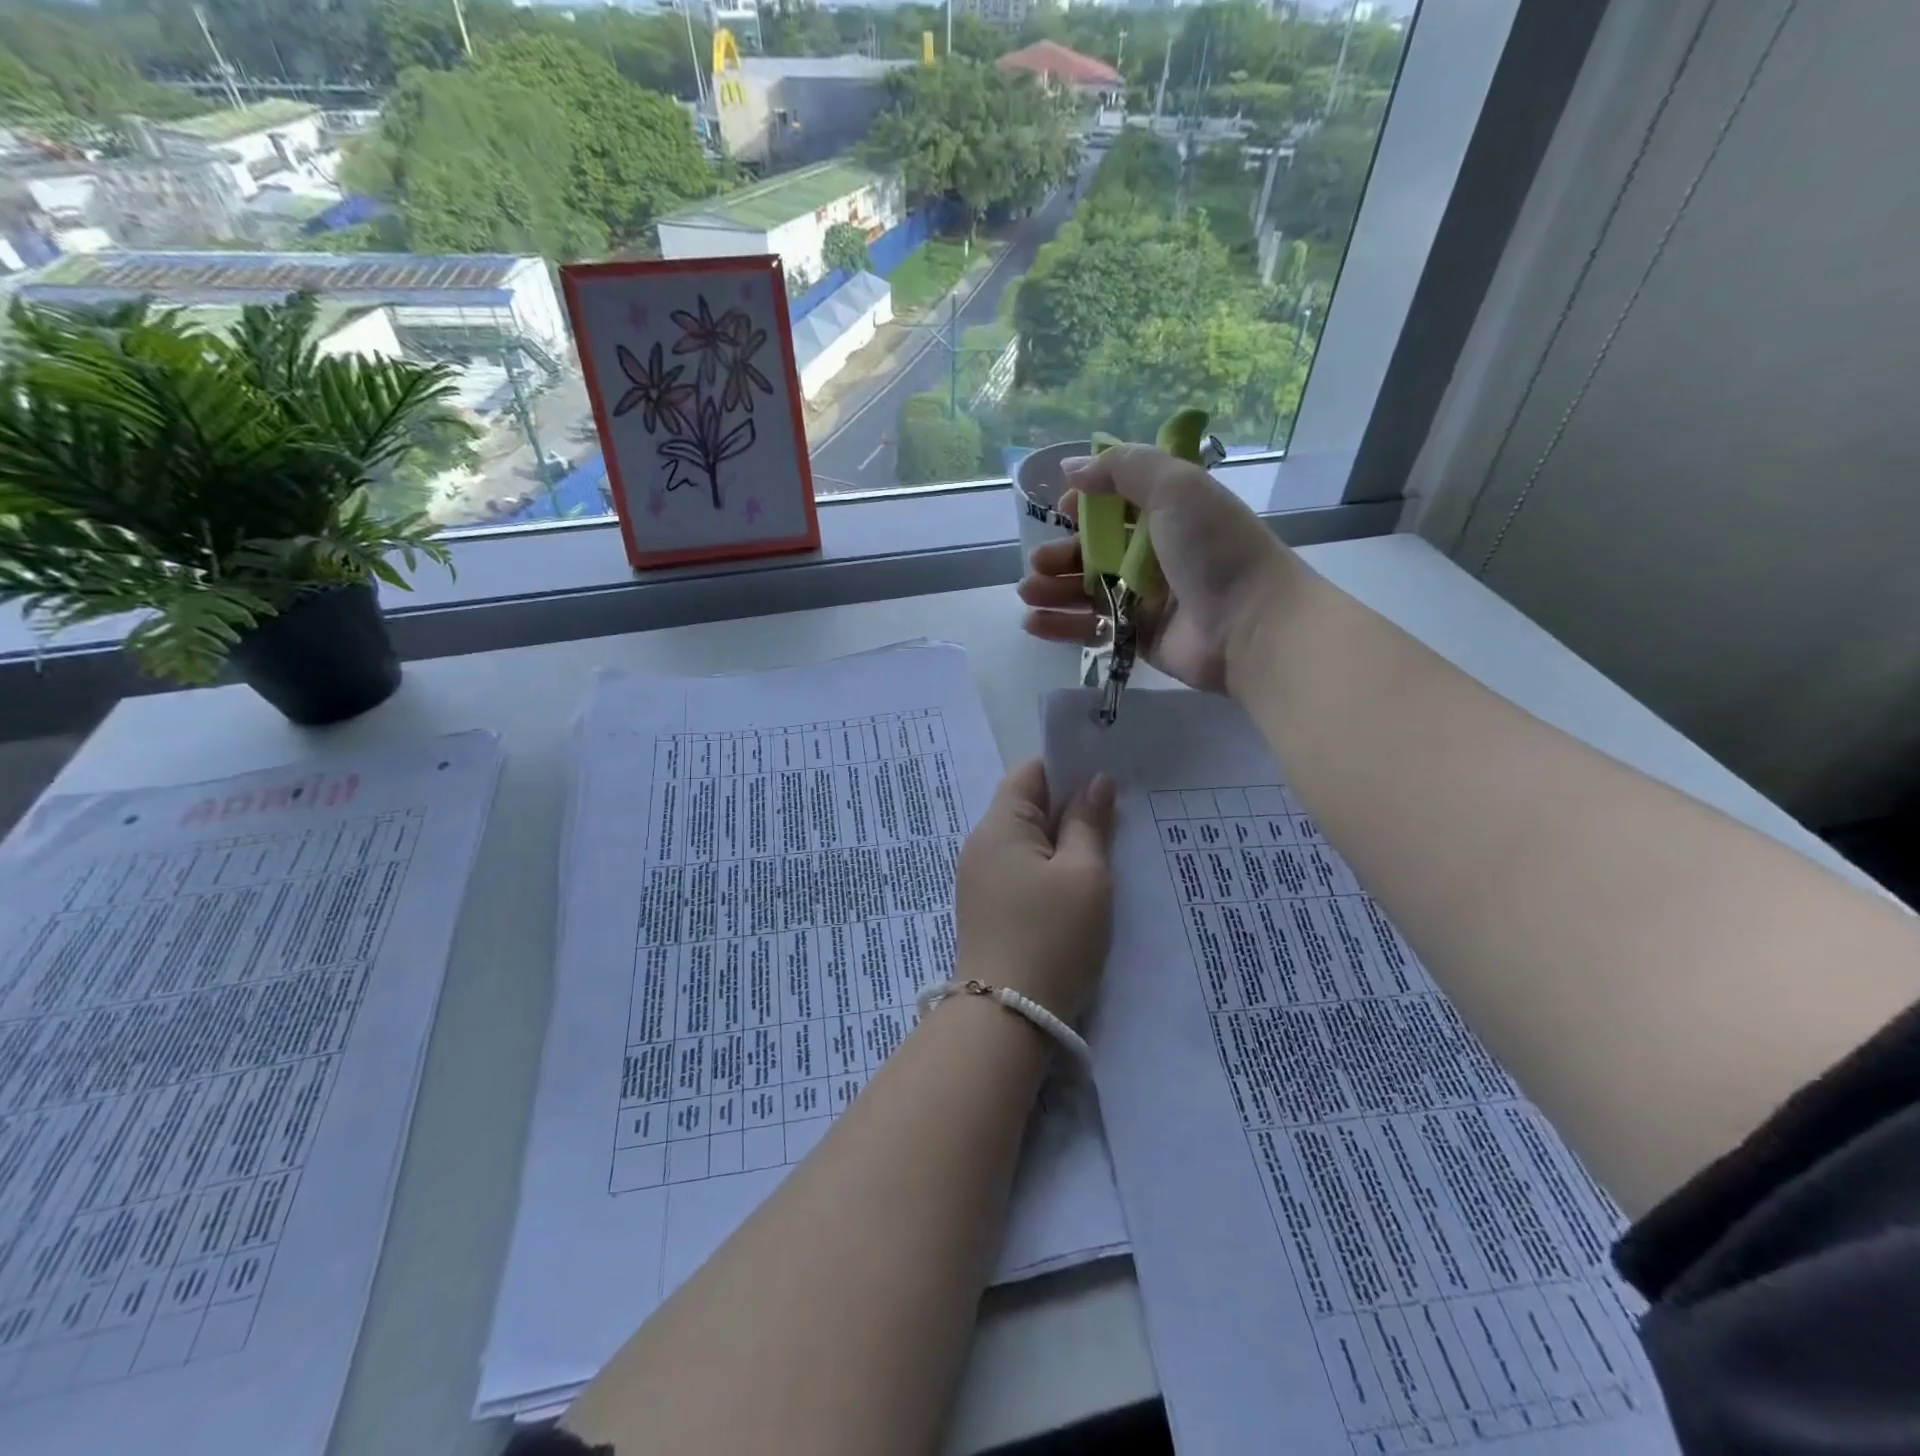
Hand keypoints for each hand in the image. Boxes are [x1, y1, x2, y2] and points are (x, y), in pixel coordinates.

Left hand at [955, 761, 1114, 1020]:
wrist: (1006, 1017)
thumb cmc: (1051, 936)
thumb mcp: (1084, 874)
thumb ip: (1089, 823)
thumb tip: (1096, 782)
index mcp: (1000, 825)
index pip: (1030, 773)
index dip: (1068, 770)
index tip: (1108, 781)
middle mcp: (982, 844)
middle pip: (1027, 805)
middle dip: (1070, 807)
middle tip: (1117, 816)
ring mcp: (980, 878)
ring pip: (1027, 841)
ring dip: (1062, 841)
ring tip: (1105, 850)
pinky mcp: (987, 907)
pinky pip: (1021, 870)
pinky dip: (1049, 868)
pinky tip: (1077, 885)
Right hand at [1016, 444, 1294, 692]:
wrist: (1251, 626)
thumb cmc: (1215, 550)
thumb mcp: (1176, 487)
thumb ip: (1122, 468)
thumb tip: (1071, 468)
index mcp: (1167, 512)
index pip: (1115, 502)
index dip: (1084, 505)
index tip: (1063, 509)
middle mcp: (1154, 552)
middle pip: (1093, 549)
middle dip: (1059, 553)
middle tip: (1038, 564)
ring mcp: (1145, 597)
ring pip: (1086, 589)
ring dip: (1052, 588)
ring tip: (1027, 593)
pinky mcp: (1138, 636)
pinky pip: (1092, 627)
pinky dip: (1061, 625)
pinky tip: (1034, 623)